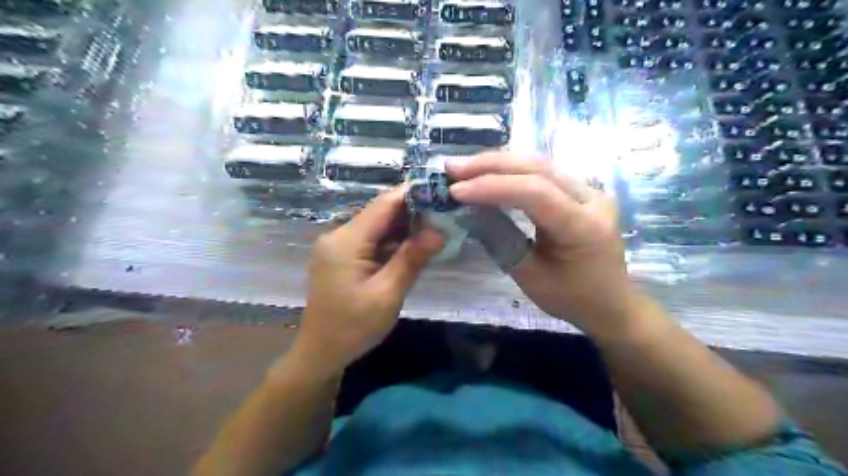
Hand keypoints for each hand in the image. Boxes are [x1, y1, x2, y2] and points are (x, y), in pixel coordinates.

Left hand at [294, 187, 443, 376]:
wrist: (320, 353)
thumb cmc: (353, 327)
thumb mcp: (387, 294)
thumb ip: (411, 259)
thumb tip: (439, 231)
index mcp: (346, 241)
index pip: (383, 205)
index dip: (412, 194)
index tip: (441, 192)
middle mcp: (338, 235)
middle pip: (379, 213)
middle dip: (411, 213)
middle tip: (444, 216)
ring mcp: (336, 246)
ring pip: (375, 226)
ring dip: (402, 228)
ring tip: (433, 230)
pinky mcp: (339, 256)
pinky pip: (368, 240)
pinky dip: (390, 242)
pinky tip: (409, 248)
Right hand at [449, 153, 635, 334]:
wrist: (612, 303)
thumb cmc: (572, 299)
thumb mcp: (530, 278)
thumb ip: (501, 241)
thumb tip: (469, 211)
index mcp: (584, 227)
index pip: (535, 193)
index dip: (492, 186)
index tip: (455, 191)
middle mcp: (592, 199)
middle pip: (538, 167)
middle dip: (491, 165)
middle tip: (453, 168)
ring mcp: (590, 191)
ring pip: (540, 164)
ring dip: (499, 163)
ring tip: (464, 167)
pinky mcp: (581, 191)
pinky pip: (544, 172)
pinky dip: (512, 170)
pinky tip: (489, 172)